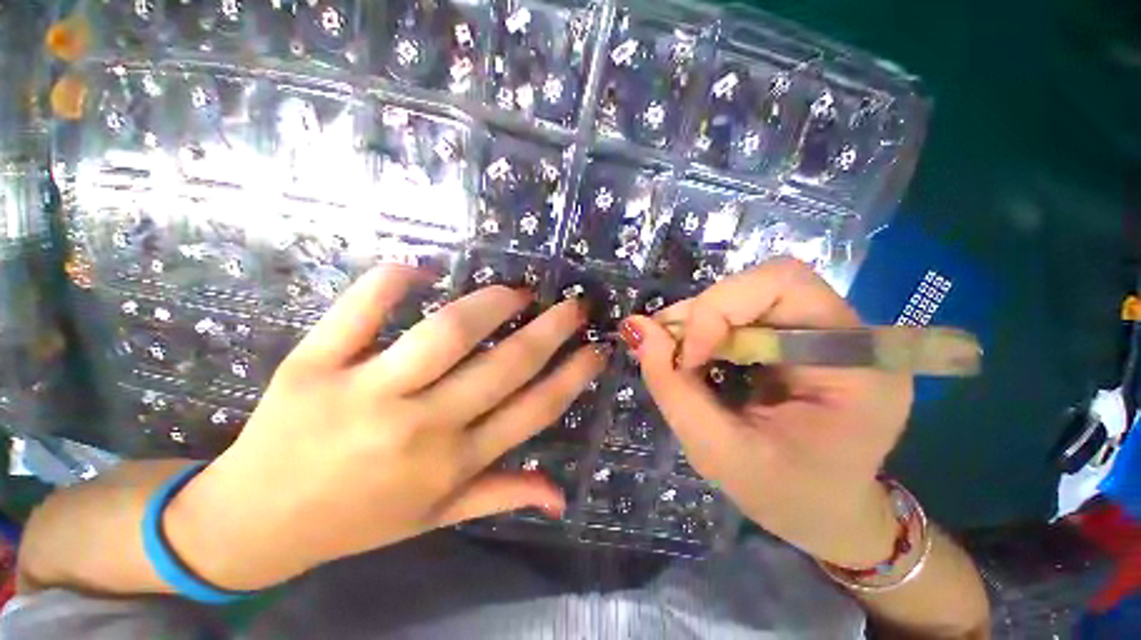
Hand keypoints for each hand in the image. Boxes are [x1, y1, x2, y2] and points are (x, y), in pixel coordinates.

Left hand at [166, 265, 608, 589]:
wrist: (254, 524)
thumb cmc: (354, 519)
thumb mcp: (436, 519)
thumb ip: (502, 495)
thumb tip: (561, 496)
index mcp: (454, 462)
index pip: (535, 409)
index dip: (574, 374)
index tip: (597, 347)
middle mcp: (422, 427)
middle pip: (507, 364)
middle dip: (552, 328)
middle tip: (573, 304)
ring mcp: (366, 393)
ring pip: (447, 333)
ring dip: (491, 303)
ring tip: (515, 290)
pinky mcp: (313, 366)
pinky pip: (358, 311)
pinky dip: (391, 281)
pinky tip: (419, 267)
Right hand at [621, 258, 913, 566]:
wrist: (824, 511)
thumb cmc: (785, 495)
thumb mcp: (718, 452)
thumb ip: (673, 387)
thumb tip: (636, 327)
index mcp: (855, 365)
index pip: (784, 284)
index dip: (721, 308)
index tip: (689, 357)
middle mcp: (847, 334)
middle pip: (761, 284)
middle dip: (702, 314)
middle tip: (666, 350)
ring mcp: (823, 332)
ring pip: (745, 294)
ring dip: (698, 321)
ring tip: (674, 357)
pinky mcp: (797, 337)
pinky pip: (742, 313)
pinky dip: (706, 330)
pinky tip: (694, 358)